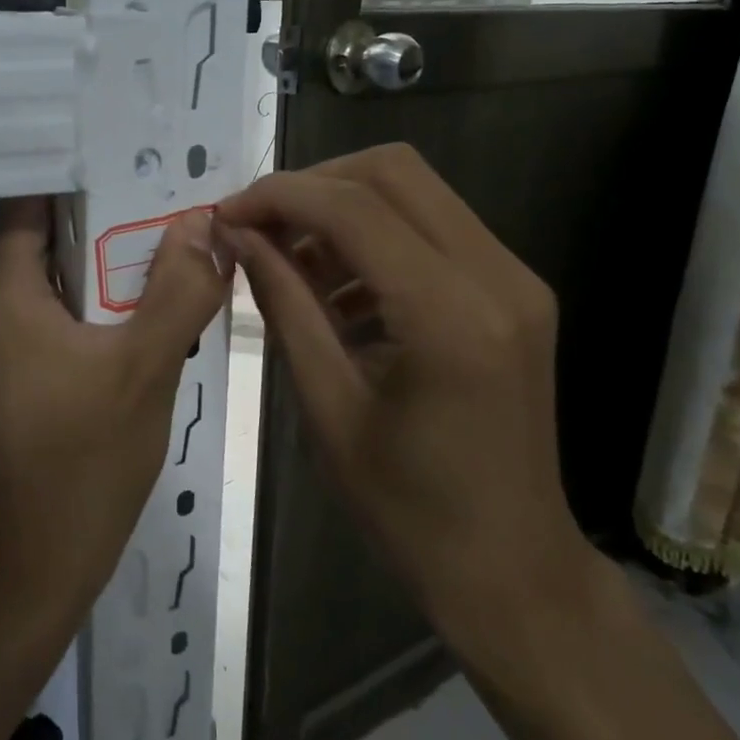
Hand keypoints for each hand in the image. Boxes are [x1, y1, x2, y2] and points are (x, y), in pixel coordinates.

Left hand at [0, 198, 229, 617]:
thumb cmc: (88, 459)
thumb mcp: (148, 366)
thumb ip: (179, 288)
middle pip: (38, 248)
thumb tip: (200, 224)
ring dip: (93, 284)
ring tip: (155, 281)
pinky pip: (33, 329)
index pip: (29, 206)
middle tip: (164, 232)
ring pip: (39, 292)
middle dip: (100, 238)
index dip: (82, 186)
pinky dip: (76, 321)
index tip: (136, 177)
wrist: (35, 566)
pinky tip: (123, 337)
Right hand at [217, 145, 590, 657]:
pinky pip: (435, 231)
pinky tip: (336, 291)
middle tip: (257, 228)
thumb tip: (237, 237)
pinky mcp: (514, 292)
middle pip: (394, 171)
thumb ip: (284, 306)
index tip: (224, 216)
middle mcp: (497, 277)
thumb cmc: (407, 508)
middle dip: (312, 185)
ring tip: (288, 262)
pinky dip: (376, 239)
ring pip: (416, 192)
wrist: (510, 567)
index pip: (354, 208)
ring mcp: (515, 280)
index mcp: (450, 317)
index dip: (278, 197)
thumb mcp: (326, 406)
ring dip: (343, 209)